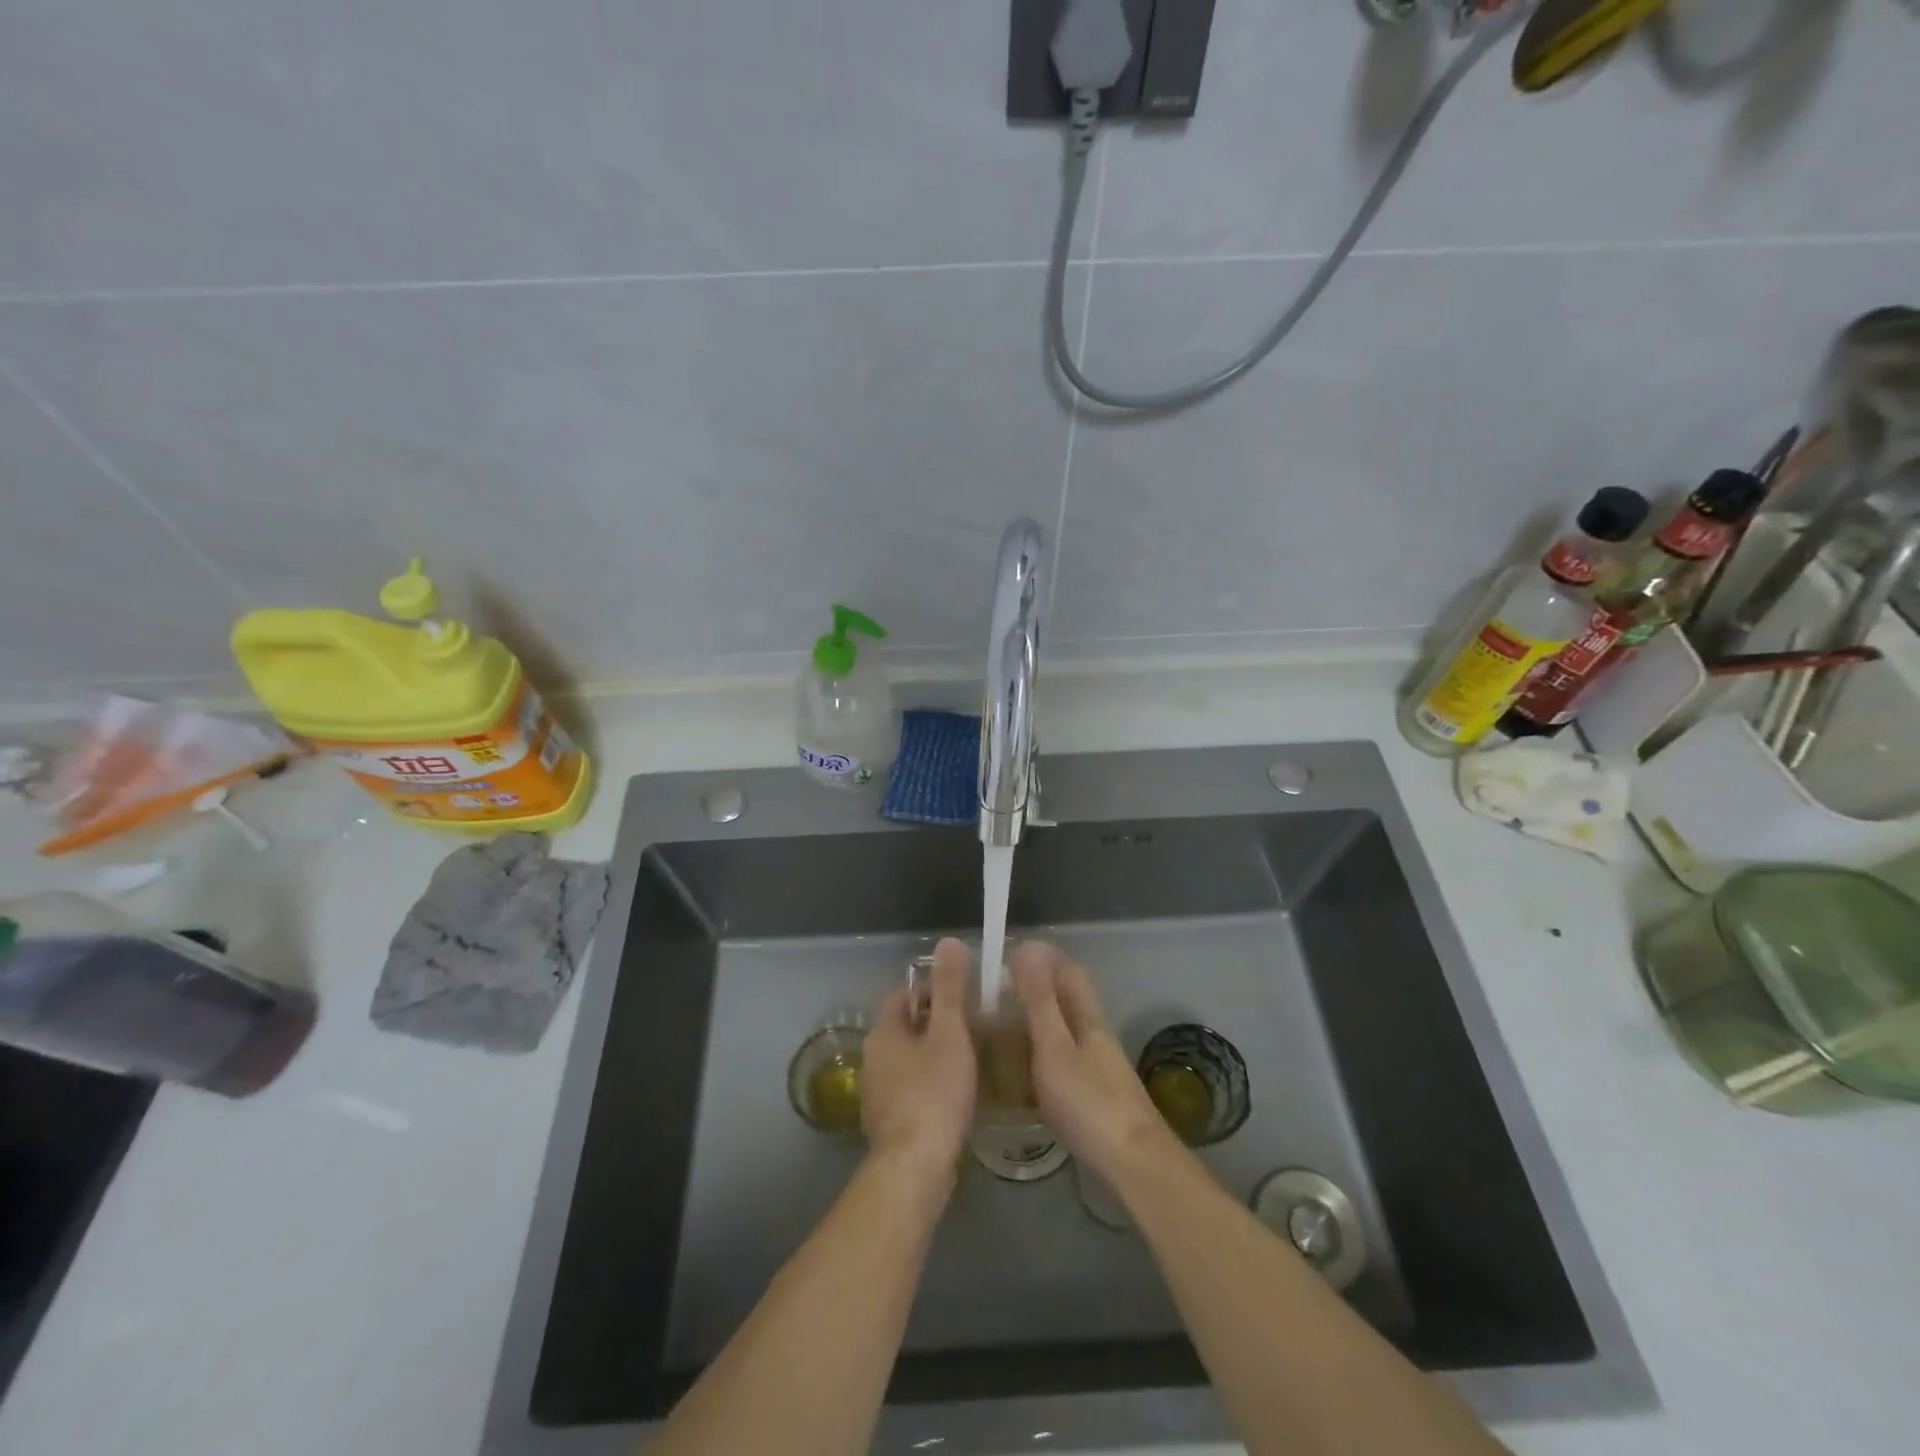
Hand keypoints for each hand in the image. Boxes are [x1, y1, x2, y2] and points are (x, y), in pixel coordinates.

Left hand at [860, 938, 977, 1186]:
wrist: (915, 1168)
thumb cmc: (934, 1093)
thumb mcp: (950, 1034)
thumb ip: (950, 989)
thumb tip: (947, 941)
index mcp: (883, 1032)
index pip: (904, 994)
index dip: (933, 988)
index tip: (964, 993)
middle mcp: (873, 1058)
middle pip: (906, 1026)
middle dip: (937, 1021)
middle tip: (974, 1023)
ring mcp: (878, 1093)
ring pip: (909, 1059)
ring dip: (935, 1053)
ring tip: (971, 1056)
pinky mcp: (890, 1122)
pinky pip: (912, 1088)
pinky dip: (932, 1082)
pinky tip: (957, 1093)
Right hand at [1011, 941, 1179, 1184]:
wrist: (1135, 1168)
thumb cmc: (1090, 1104)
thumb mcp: (1055, 1048)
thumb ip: (1040, 1002)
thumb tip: (1028, 948)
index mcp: (1088, 1018)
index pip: (1068, 971)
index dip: (1042, 957)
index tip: (1007, 954)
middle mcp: (1095, 1037)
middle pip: (1067, 1000)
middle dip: (1034, 990)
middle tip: (992, 996)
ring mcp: (1098, 1069)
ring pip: (1063, 1032)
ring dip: (1036, 1024)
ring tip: (998, 1030)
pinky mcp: (1095, 1099)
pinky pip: (1062, 1063)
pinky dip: (1039, 1058)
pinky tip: (1019, 1076)